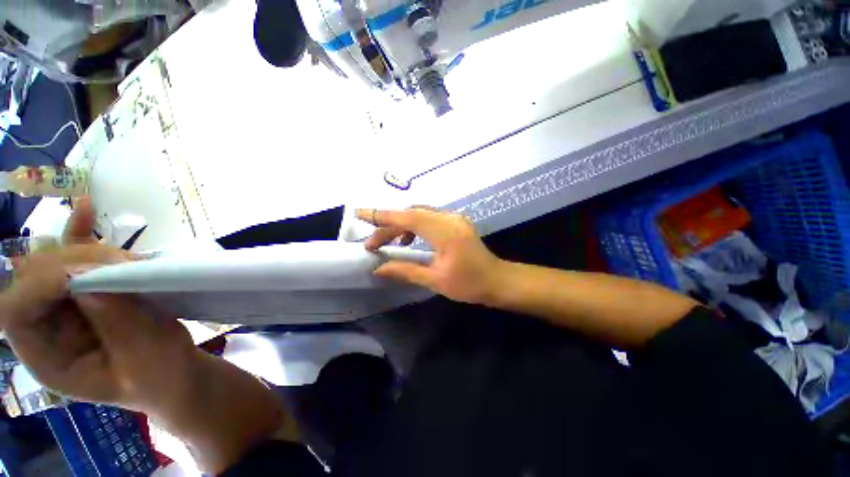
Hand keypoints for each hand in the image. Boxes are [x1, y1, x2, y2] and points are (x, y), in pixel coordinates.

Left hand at [0, 198, 198, 414]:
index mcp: (47, 358)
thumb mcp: (143, 359)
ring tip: (130, 260)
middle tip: (123, 265)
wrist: (175, 373)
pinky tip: (87, 209)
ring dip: (89, 251)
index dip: (43, 285)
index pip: (17, 311)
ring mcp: (65, 305)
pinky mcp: (89, 290)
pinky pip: (76, 255)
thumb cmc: (160, 376)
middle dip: (74, 263)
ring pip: (56, 260)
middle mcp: (45, 326)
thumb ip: (116, 324)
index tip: (93, 274)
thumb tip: (90, 279)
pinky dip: (81, 232)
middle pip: (34, 277)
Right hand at [357, 208, 504, 304]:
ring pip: (419, 213)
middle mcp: (449, 218)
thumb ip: (406, 271)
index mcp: (445, 232)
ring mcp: (454, 218)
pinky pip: (429, 217)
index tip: (360, 213)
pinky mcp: (455, 222)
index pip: (408, 217)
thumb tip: (379, 269)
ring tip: (387, 242)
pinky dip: (414, 225)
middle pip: (411, 214)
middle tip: (372, 244)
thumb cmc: (469, 284)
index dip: (382, 215)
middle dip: (388, 226)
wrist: (498, 280)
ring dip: (401, 225)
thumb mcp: (435, 280)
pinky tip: (409, 239)